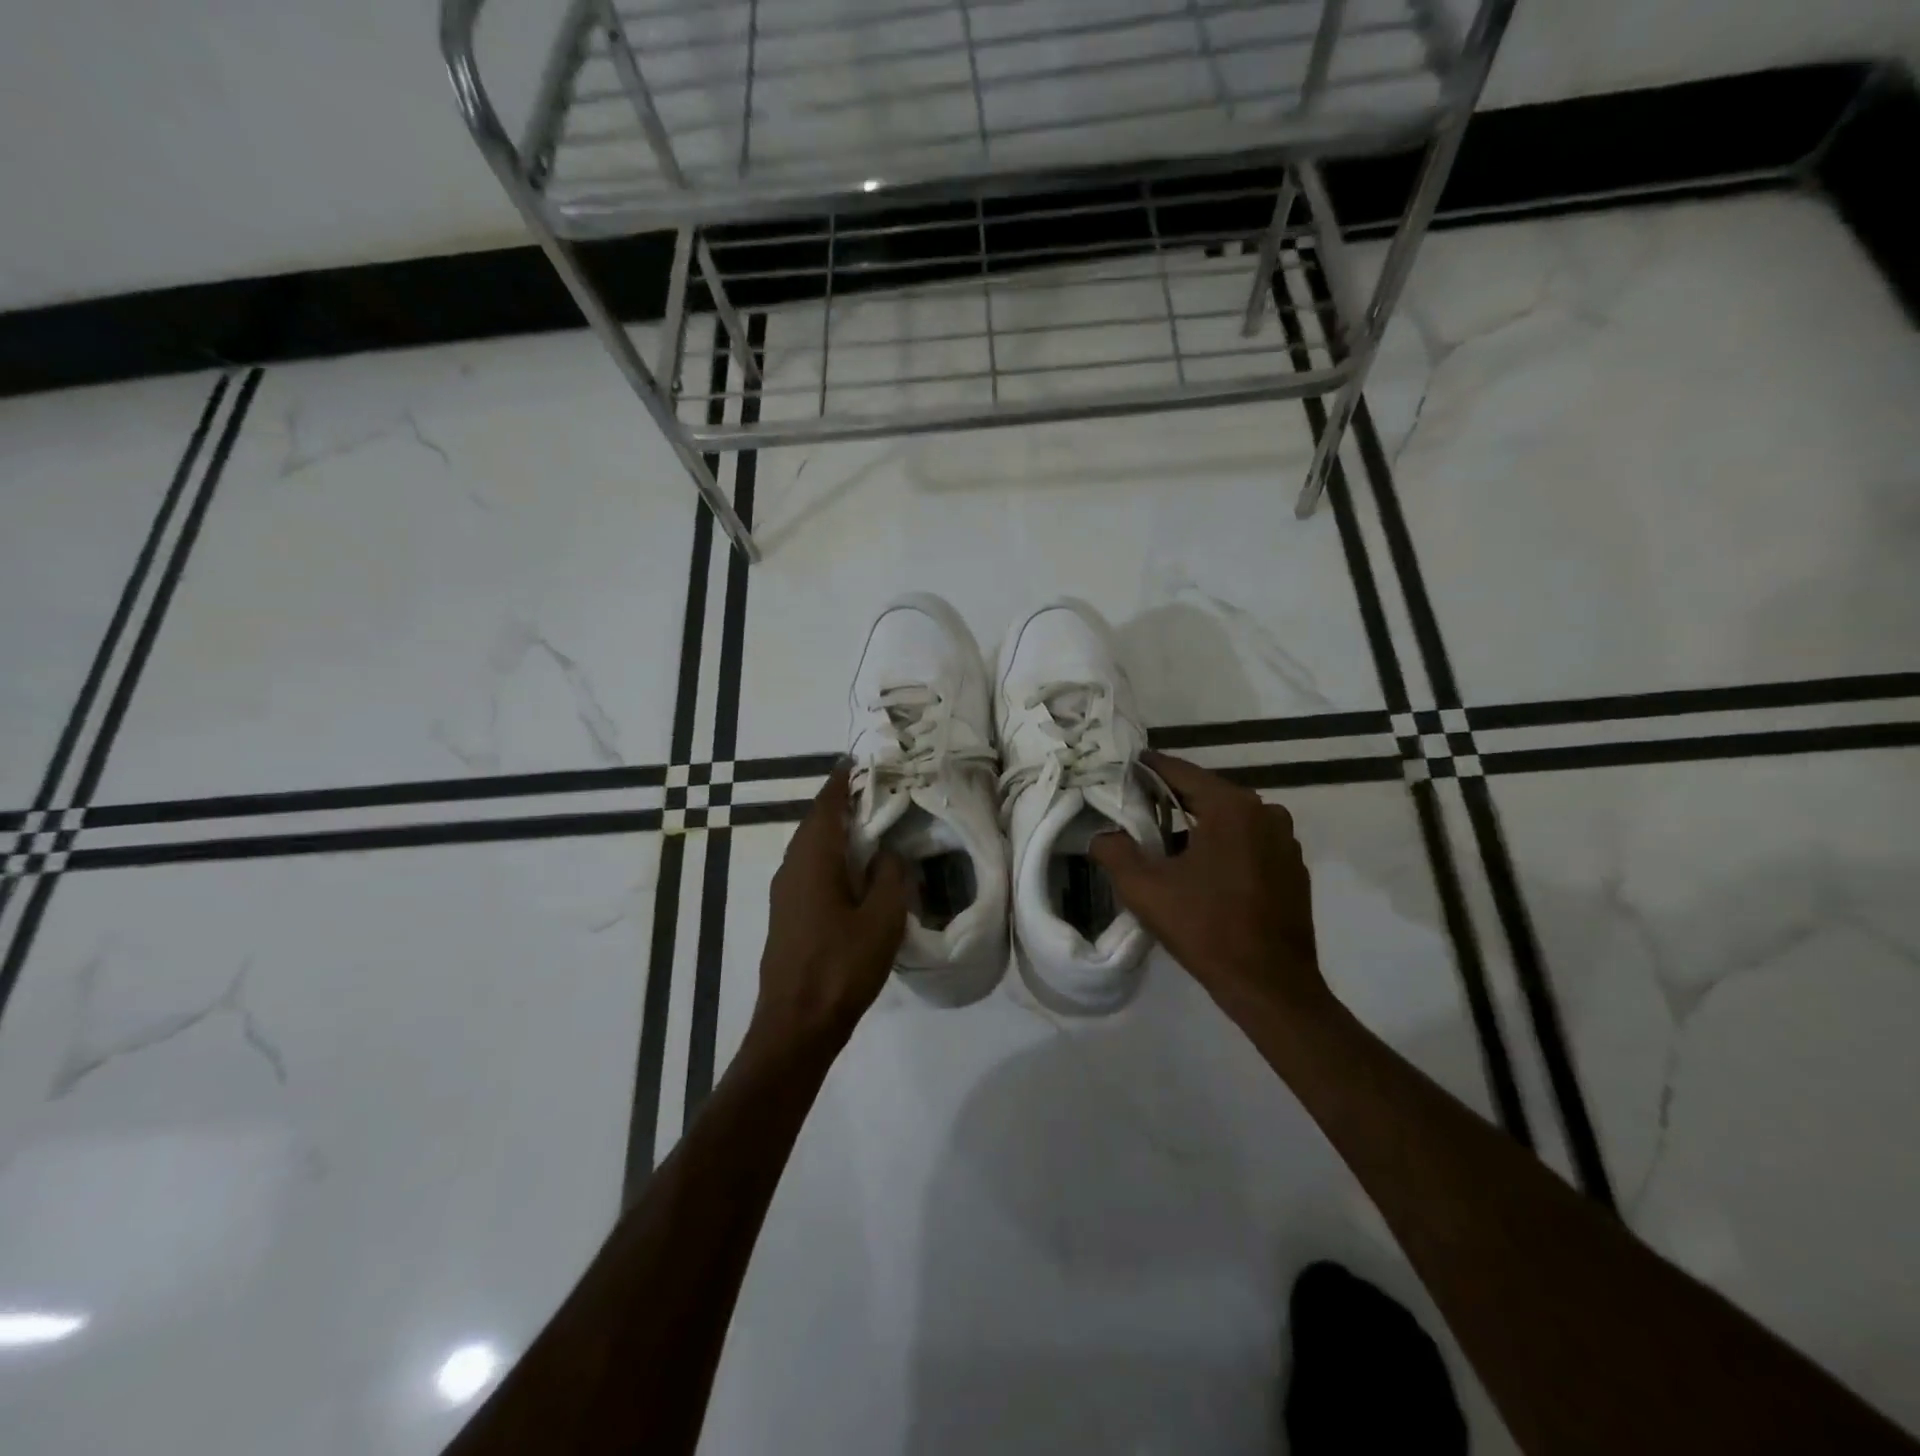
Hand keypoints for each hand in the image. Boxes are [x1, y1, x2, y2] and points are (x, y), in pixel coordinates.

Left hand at [752, 765, 909, 1048]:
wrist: (796, 1024)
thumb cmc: (841, 966)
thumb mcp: (881, 919)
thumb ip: (889, 877)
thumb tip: (888, 852)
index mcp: (813, 859)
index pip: (826, 805)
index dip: (843, 781)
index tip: (862, 763)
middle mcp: (792, 867)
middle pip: (816, 823)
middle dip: (842, 804)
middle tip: (877, 792)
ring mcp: (785, 893)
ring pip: (811, 848)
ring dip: (837, 832)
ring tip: (871, 826)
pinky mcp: (787, 915)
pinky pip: (810, 870)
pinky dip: (832, 857)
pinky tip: (854, 871)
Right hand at [1091, 751, 1327, 1019]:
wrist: (1270, 985)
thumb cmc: (1206, 928)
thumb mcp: (1145, 889)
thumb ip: (1114, 851)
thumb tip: (1101, 834)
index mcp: (1232, 807)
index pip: (1181, 772)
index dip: (1149, 768)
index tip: (1124, 765)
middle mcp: (1265, 812)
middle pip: (1207, 793)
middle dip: (1171, 798)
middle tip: (1136, 804)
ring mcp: (1285, 840)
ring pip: (1230, 819)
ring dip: (1199, 824)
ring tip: (1164, 840)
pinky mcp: (1293, 867)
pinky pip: (1249, 841)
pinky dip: (1224, 844)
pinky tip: (1202, 868)